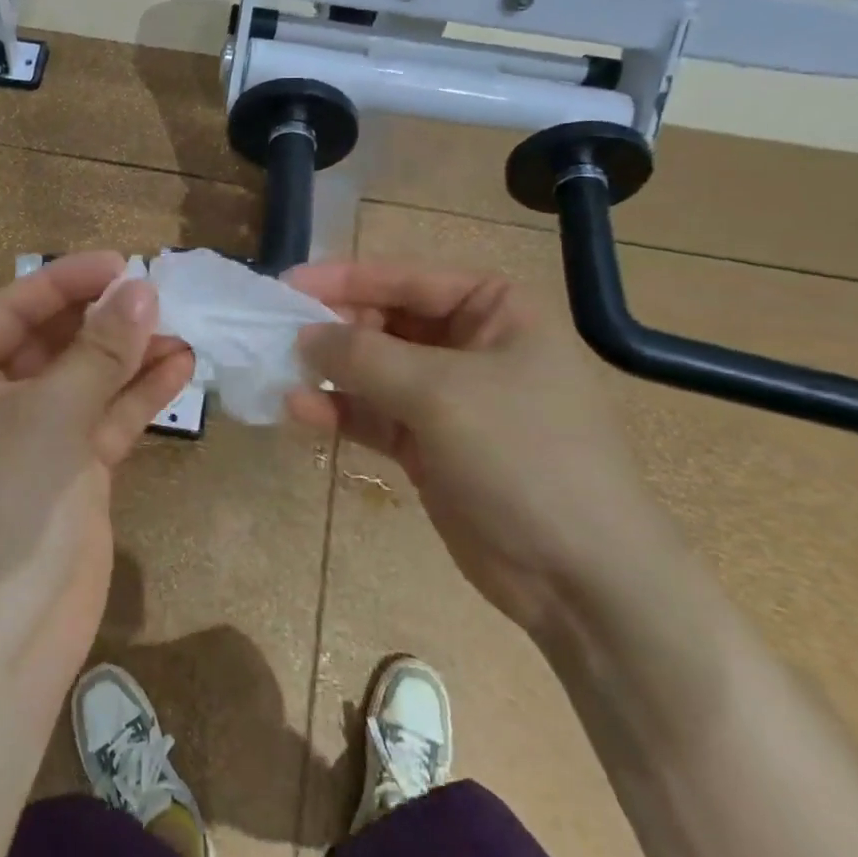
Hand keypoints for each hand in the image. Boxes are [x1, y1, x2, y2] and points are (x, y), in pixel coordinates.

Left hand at [0, 252, 195, 673]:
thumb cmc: (8, 507)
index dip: (68, 280)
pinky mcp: (70, 468)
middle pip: (54, 339)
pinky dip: (138, 393)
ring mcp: (34, 435)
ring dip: (130, 354)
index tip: (125, 263)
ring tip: (182, 329)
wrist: (8, 638)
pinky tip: (180, 367)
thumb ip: (99, 350)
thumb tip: (142, 289)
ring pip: (86, 377)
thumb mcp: (52, 416)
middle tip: (162, 295)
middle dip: (105, 318)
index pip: (15, 307)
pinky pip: (105, 415)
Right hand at [283, 260, 667, 633]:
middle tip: (276, 334)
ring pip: (374, 371)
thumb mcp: (442, 393)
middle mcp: (471, 345)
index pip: (407, 278)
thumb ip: (364, 356)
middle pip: (386, 323)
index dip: (345, 279)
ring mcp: (449, 399)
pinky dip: (339, 412)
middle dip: (333, 330)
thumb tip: (303, 335)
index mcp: (495, 310)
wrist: (581, 578)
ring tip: (278, 371)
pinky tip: (298, 410)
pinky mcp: (429, 446)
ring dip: (329, 373)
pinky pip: (374, 416)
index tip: (287, 285)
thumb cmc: (525, 456)